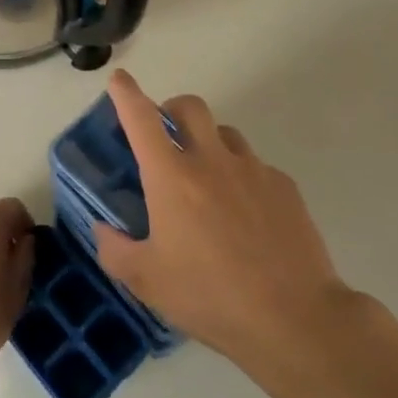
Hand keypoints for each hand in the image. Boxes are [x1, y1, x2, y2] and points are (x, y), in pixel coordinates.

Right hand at [93, 70, 351, 368]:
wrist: (295, 318)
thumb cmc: (210, 297)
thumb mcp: (147, 282)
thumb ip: (115, 250)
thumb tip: (102, 229)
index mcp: (171, 177)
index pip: (142, 119)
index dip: (126, 94)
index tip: (119, 80)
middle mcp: (211, 161)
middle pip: (190, 107)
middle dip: (172, 108)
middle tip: (165, 134)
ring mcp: (253, 170)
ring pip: (226, 135)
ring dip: (209, 143)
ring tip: (206, 180)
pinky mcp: (285, 188)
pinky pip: (256, 167)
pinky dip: (241, 177)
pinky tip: (245, 216)